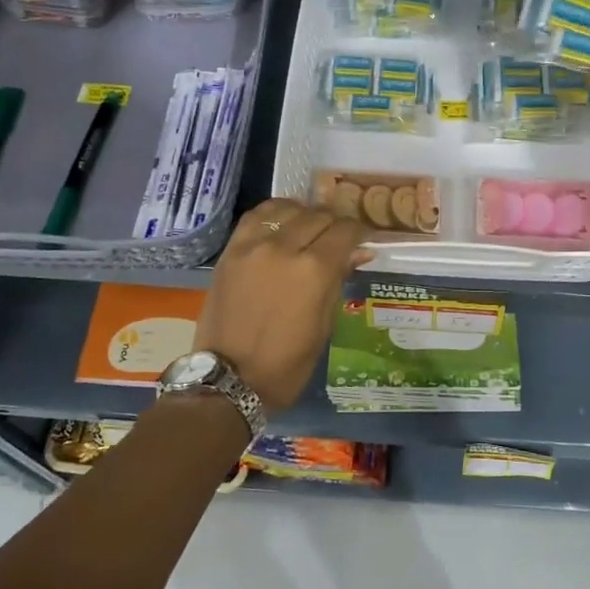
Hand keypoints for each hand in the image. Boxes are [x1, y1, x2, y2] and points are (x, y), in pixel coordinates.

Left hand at [194, 199, 368, 411]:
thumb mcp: (323, 327)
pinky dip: (275, 213)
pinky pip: (256, 216)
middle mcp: (285, 248)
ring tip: (309, 229)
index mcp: (314, 271)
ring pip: (289, 209)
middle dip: (335, 225)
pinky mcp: (231, 250)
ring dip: (306, 215)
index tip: (360, 241)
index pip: (345, 231)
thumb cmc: (286, 364)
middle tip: (338, 240)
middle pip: (319, 216)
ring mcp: (254, 246)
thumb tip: (359, 252)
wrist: (229, 379)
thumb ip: (339, 281)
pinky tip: (282, 223)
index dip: (358, 233)